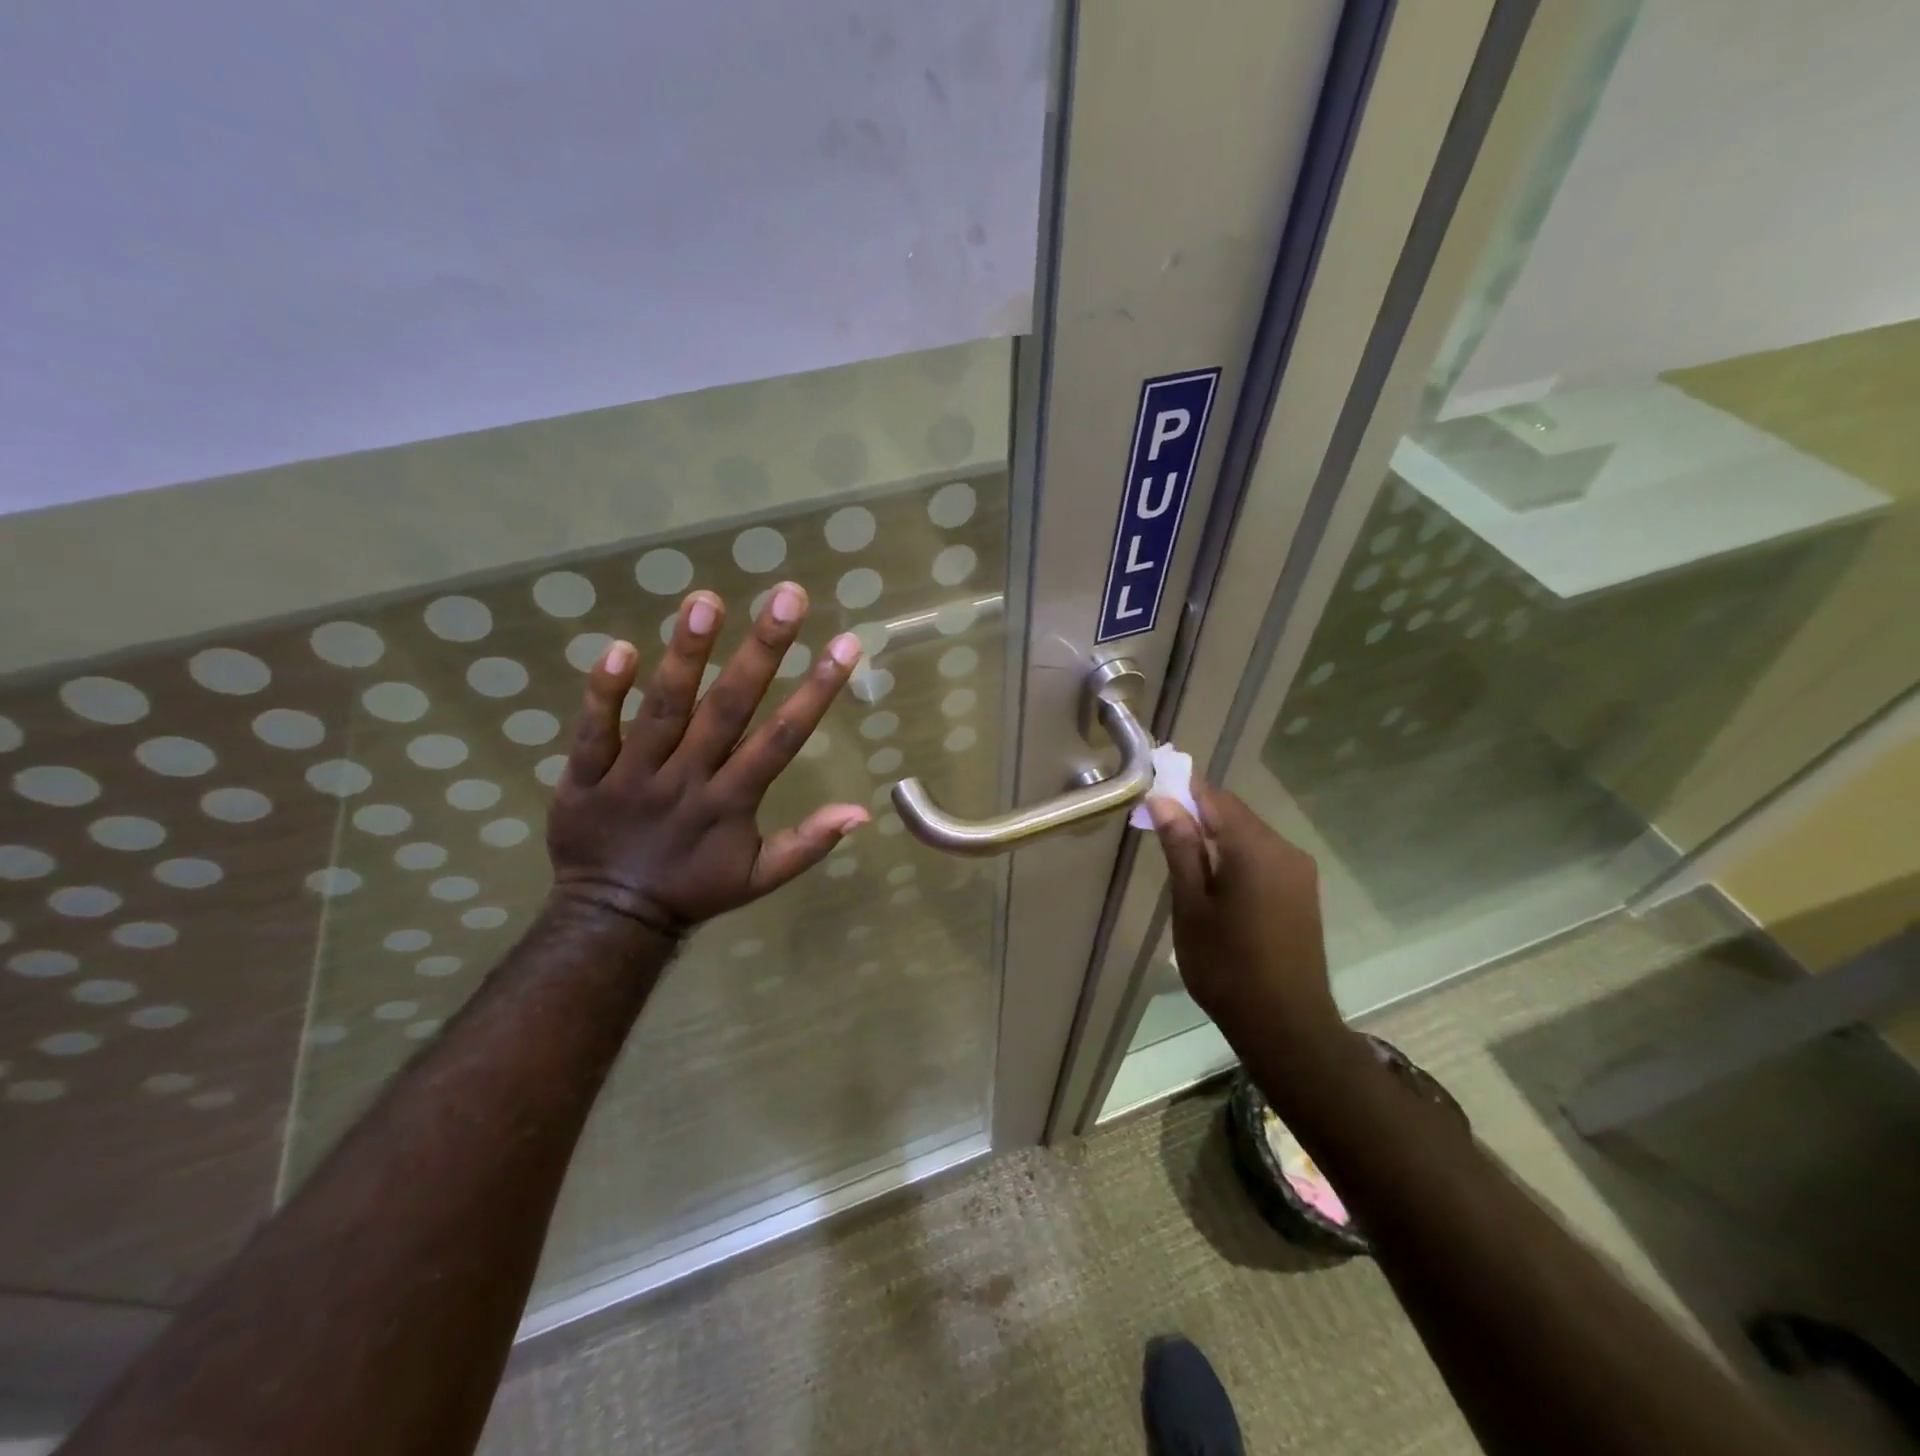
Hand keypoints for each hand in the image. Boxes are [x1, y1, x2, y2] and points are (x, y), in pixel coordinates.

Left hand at [545, 583, 867, 938]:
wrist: (611, 918)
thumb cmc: (696, 889)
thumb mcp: (760, 878)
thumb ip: (808, 843)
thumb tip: (862, 812)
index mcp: (731, 803)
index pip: (781, 740)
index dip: (816, 692)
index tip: (846, 645)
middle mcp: (687, 780)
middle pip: (727, 710)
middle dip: (761, 651)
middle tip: (787, 597)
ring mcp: (633, 775)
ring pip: (663, 710)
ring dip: (686, 655)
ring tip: (706, 600)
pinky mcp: (585, 776)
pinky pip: (594, 731)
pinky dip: (604, 693)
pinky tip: (620, 647)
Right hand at [1146, 784, 1344, 1052]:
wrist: (1286, 1025)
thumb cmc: (1227, 966)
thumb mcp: (1191, 906)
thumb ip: (1181, 848)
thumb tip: (1163, 800)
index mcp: (1255, 849)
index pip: (1215, 798)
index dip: (1183, 790)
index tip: (1153, 794)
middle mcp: (1285, 849)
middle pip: (1234, 815)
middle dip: (1198, 815)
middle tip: (1160, 832)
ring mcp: (1299, 871)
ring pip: (1249, 836)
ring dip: (1217, 838)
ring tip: (1183, 862)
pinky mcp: (1303, 891)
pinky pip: (1264, 857)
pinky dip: (1236, 857)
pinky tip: (1216, 883)